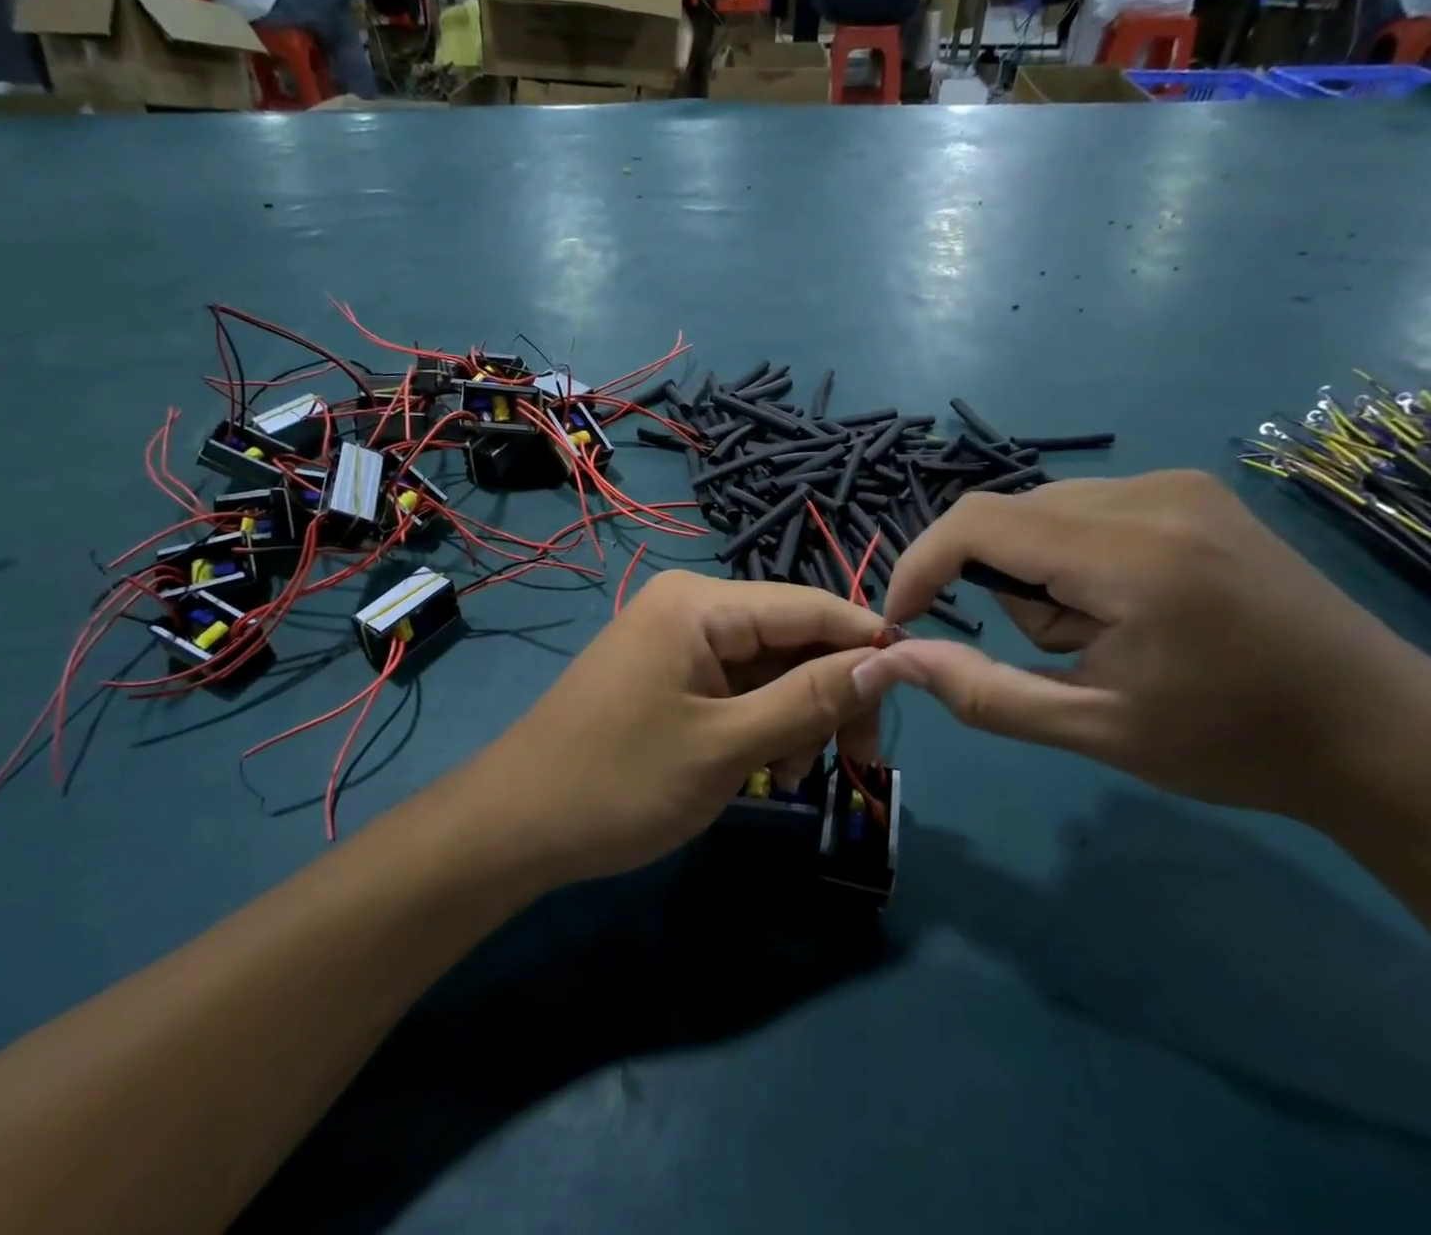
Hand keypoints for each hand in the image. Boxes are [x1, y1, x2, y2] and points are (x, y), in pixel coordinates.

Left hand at [464, 572, 887, 886]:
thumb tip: (886, 661)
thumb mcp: (727, 746)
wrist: (514, 827)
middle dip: (829, 693)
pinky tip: (763, 769)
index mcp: (701, 603)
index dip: (868, 643)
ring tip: (792, 777)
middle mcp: (692, 606)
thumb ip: (810, 699)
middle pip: (792, 636)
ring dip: (796, 716)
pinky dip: (762, 723)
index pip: (811, 605)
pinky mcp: (669, 673)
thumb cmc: (620, 783)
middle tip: (855, 762)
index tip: (915, 692)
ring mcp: (677, 640)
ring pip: (769, 666)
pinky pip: (737, 686)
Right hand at [870, 471, 1430, 815]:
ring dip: (1039, 573)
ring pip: (1041, 512)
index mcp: (1133, 555)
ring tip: (1108, 634)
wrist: (1382, 733)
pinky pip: (1083, 508)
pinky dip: (1073, 556)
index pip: (979, 523)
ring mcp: (1176, 483)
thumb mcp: (1095, 730)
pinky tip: (1131, 604)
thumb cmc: (1236, 743)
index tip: (904, 619)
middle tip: (1063, 651)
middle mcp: (1151, 494)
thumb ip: (983, 692)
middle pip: (1006, 517)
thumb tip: (896, 659)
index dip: (921, 564)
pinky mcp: (1190, 489)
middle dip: (1002, 585)